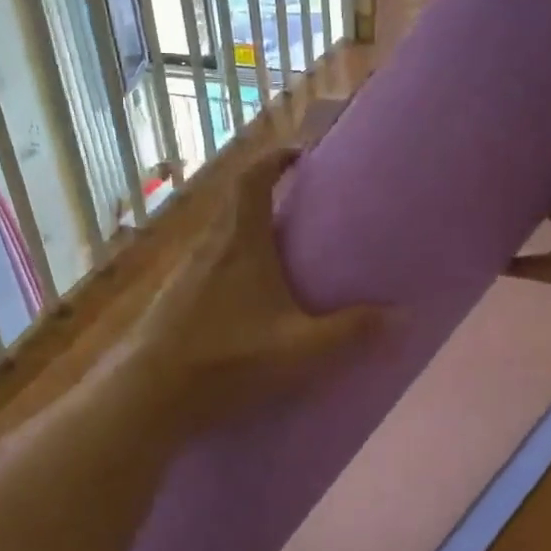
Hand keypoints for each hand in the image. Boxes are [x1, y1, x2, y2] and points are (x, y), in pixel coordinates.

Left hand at [126, 147, 378, 419]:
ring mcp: (183, 272)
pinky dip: (229, 262)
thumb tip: (403, 316)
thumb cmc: (226, 359)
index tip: (299, 154)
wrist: (146, 396)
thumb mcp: (299, 349)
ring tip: (278, 252)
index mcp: (240, 242)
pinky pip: (206, 263)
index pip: (252, 178)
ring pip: (219, 235)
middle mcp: (208, 245)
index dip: (274, 158)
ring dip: (246, 231)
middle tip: (299, 207)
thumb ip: (351, 332)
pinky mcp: (170, 298)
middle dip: (266, 195)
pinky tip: (242, 299)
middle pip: (234, 202)